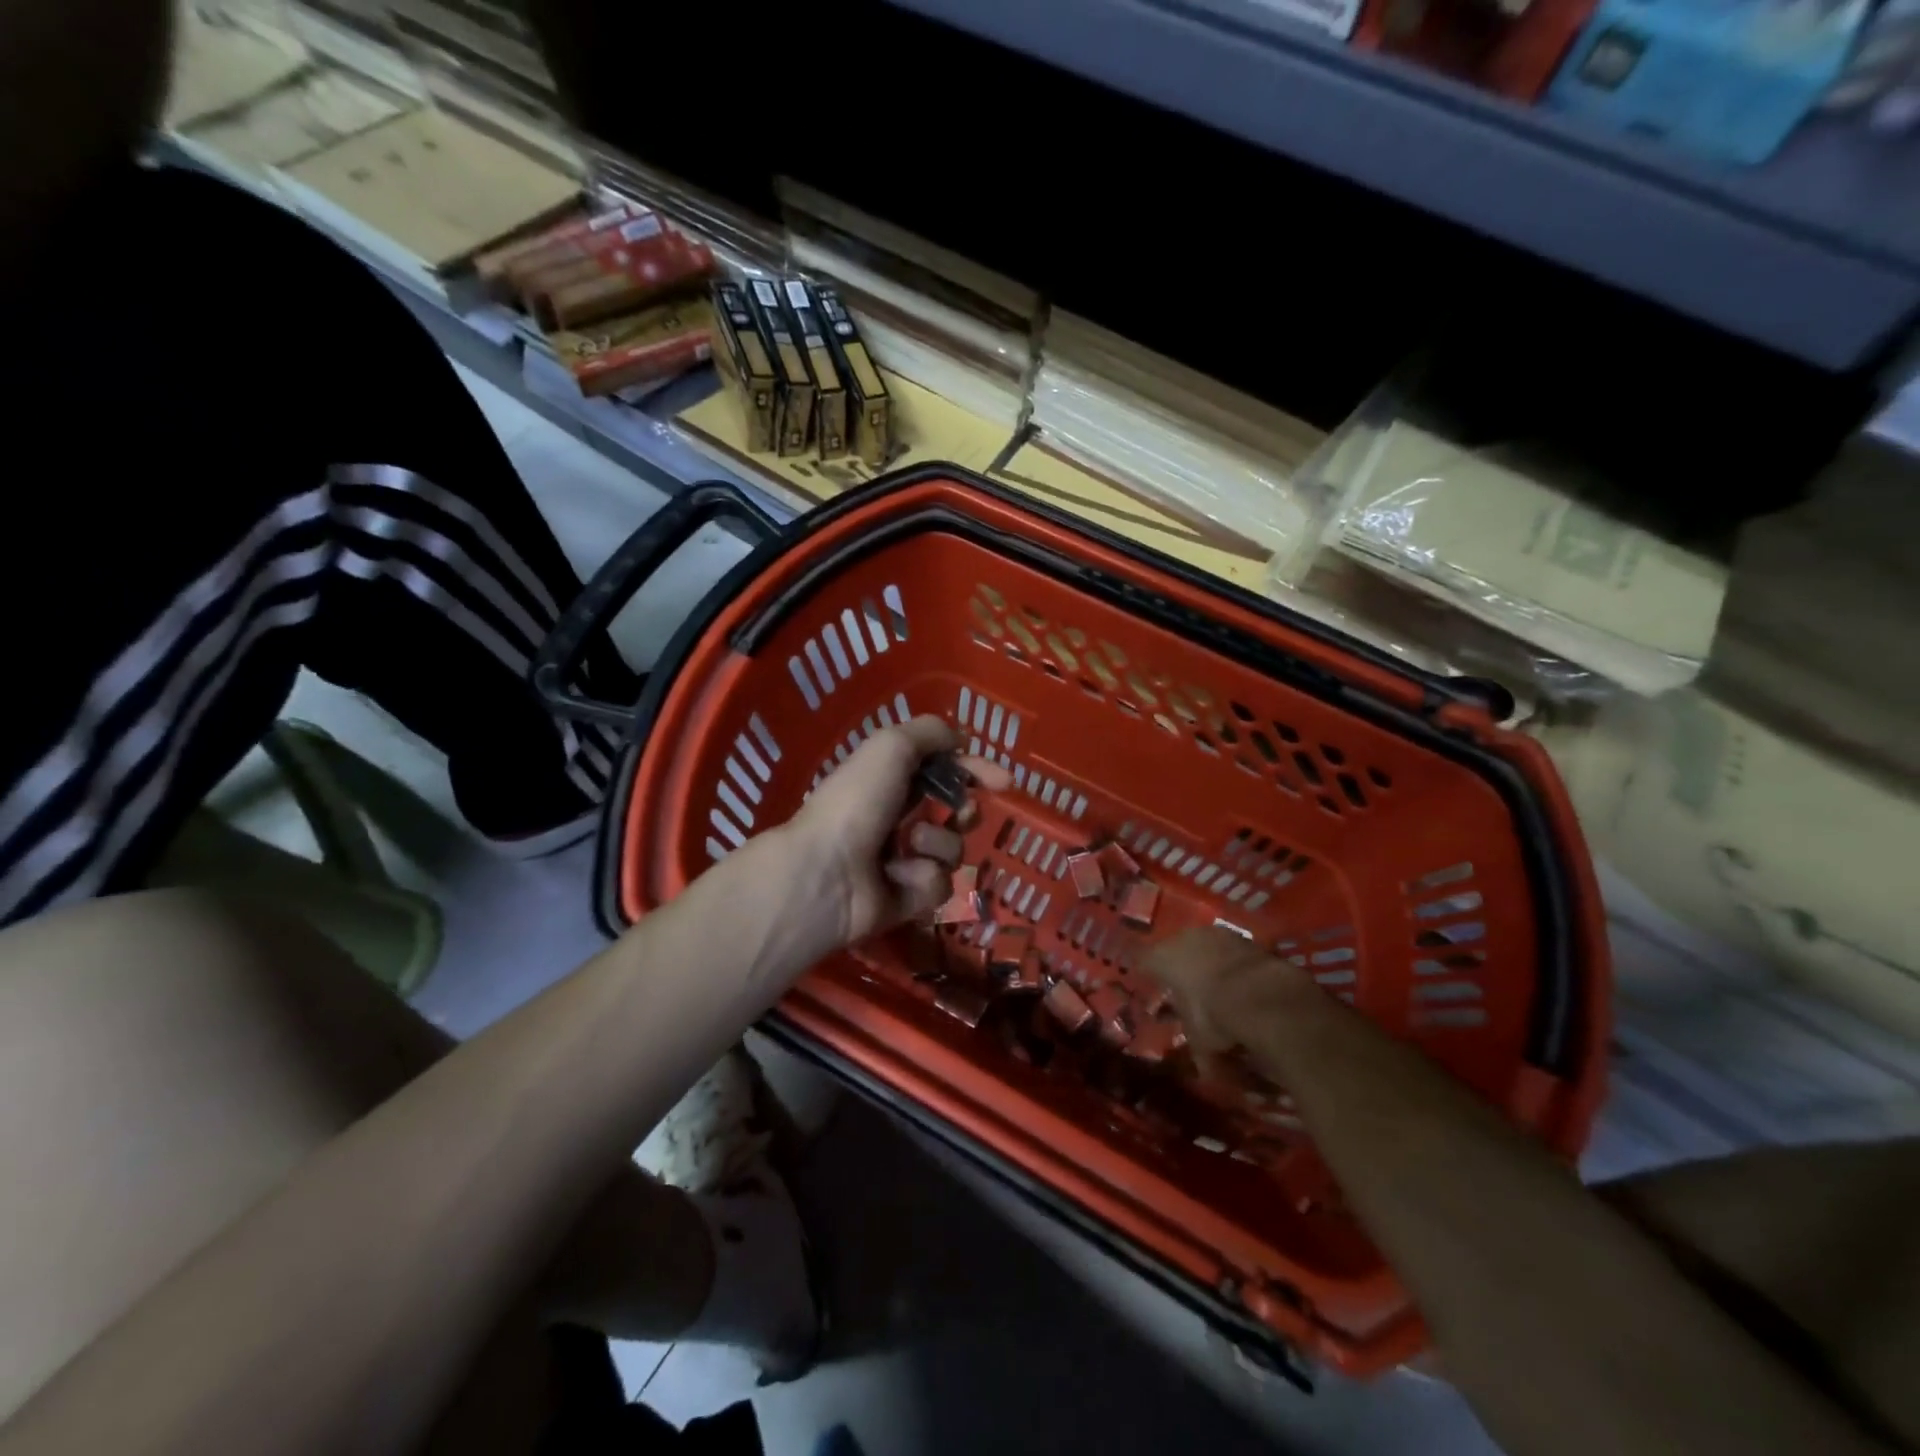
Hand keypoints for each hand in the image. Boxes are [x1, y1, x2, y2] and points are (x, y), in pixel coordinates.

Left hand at [783, 715, 1011, 949]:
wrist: (827, 872)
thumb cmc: (857, 801)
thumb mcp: (892, 746)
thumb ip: (931, 733)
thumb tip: (960, 742)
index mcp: (890, 780)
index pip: (944, 770)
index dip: (975, 771)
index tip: (1005, 781)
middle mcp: (897, 818)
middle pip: (955, 813)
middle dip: (965, 811)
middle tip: (960, 813)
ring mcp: (903, 861)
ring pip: (952, 849)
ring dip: (937, 844)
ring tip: (909, 846)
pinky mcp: (908, 899)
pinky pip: (939, 884)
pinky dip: (923, 878)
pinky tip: (898, 878)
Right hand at [1144, 927, 1313, 1074]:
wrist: (1261, 994)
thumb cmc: (1213, 1015)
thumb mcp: (1200, 1039)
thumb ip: (1196, 1047)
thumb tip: (1205, 1071)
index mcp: (1162, 959)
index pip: (1140, 960)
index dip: (1140, 972)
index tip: (1140, 980)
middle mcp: (1183, 939)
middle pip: (1172, 950)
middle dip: (1176, 968)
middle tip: (1179, 986)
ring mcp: (1214, 935)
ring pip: (1202, 947)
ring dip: (1204, 963)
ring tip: (1212, 984)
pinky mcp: (1243, 938)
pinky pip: (1227, 951)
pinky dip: (1229, 964)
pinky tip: (1237, 982)